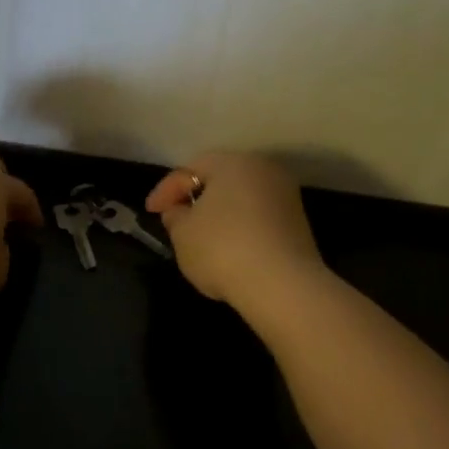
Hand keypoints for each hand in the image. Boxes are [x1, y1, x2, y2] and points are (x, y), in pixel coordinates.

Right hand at [145, 151, 325, 314]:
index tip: (150, 212)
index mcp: (233, 163)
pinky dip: (239, 228)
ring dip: (218, 214)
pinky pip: (258, 218)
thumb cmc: (222, 249)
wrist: (282, 285)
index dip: (165, 190)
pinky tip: (228, 250)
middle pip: (220, 179)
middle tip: (175, 219)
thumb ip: (175, 216)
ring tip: (200, 238)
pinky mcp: (298, 224)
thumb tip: (180, 211)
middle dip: (195, 198)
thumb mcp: (182, 234)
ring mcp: (286, 197)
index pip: (190, 169)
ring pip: (241, 199)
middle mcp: (264, 171)